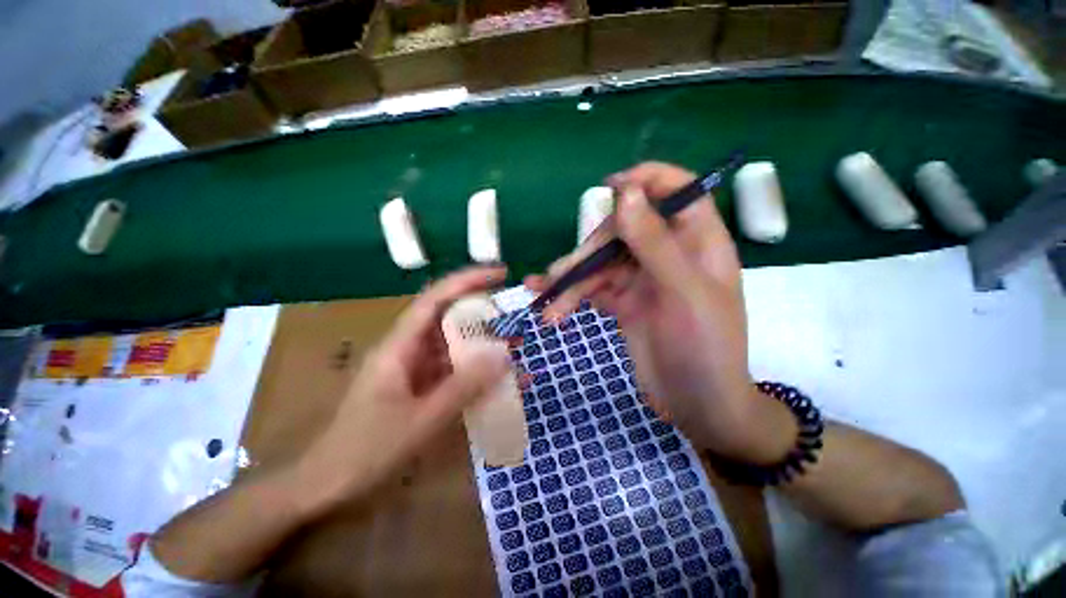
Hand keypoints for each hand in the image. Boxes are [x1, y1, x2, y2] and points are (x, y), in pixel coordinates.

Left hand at [298, 267, 512, 508]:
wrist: (326, 483)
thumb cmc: (365, 450)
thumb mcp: (420, 419)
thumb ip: (463, 386)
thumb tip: (503, 356)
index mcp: (400, 345)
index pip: (436, 298)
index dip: (468, 280)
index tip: (500, 274)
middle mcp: (407, 347)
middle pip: (448, 316)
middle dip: (482, 312)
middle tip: (515, 318)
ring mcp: (413, 366)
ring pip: (452, 342)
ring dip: (482, 342)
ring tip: (513, 346)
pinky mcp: (419, 383)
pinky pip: (451, 366)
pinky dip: (474, 368)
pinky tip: (494, 376)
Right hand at [527, 163, 794, 462]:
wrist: (697, 406)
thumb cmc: (706, 350)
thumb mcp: (684, 294)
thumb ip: (654, 244)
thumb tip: (626, 194)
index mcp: (697, 241)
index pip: (676, 191)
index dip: (645, 181)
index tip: (608, 188)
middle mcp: (667, 253)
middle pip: (622, 230)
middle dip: (588, 251)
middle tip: (562, 275)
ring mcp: (642, 278)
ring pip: (600, 263)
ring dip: (571, 280)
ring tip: (545, 299)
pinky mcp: (623, 301)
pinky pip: (592, 288)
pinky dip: (570, 294)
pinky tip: (549, 302)